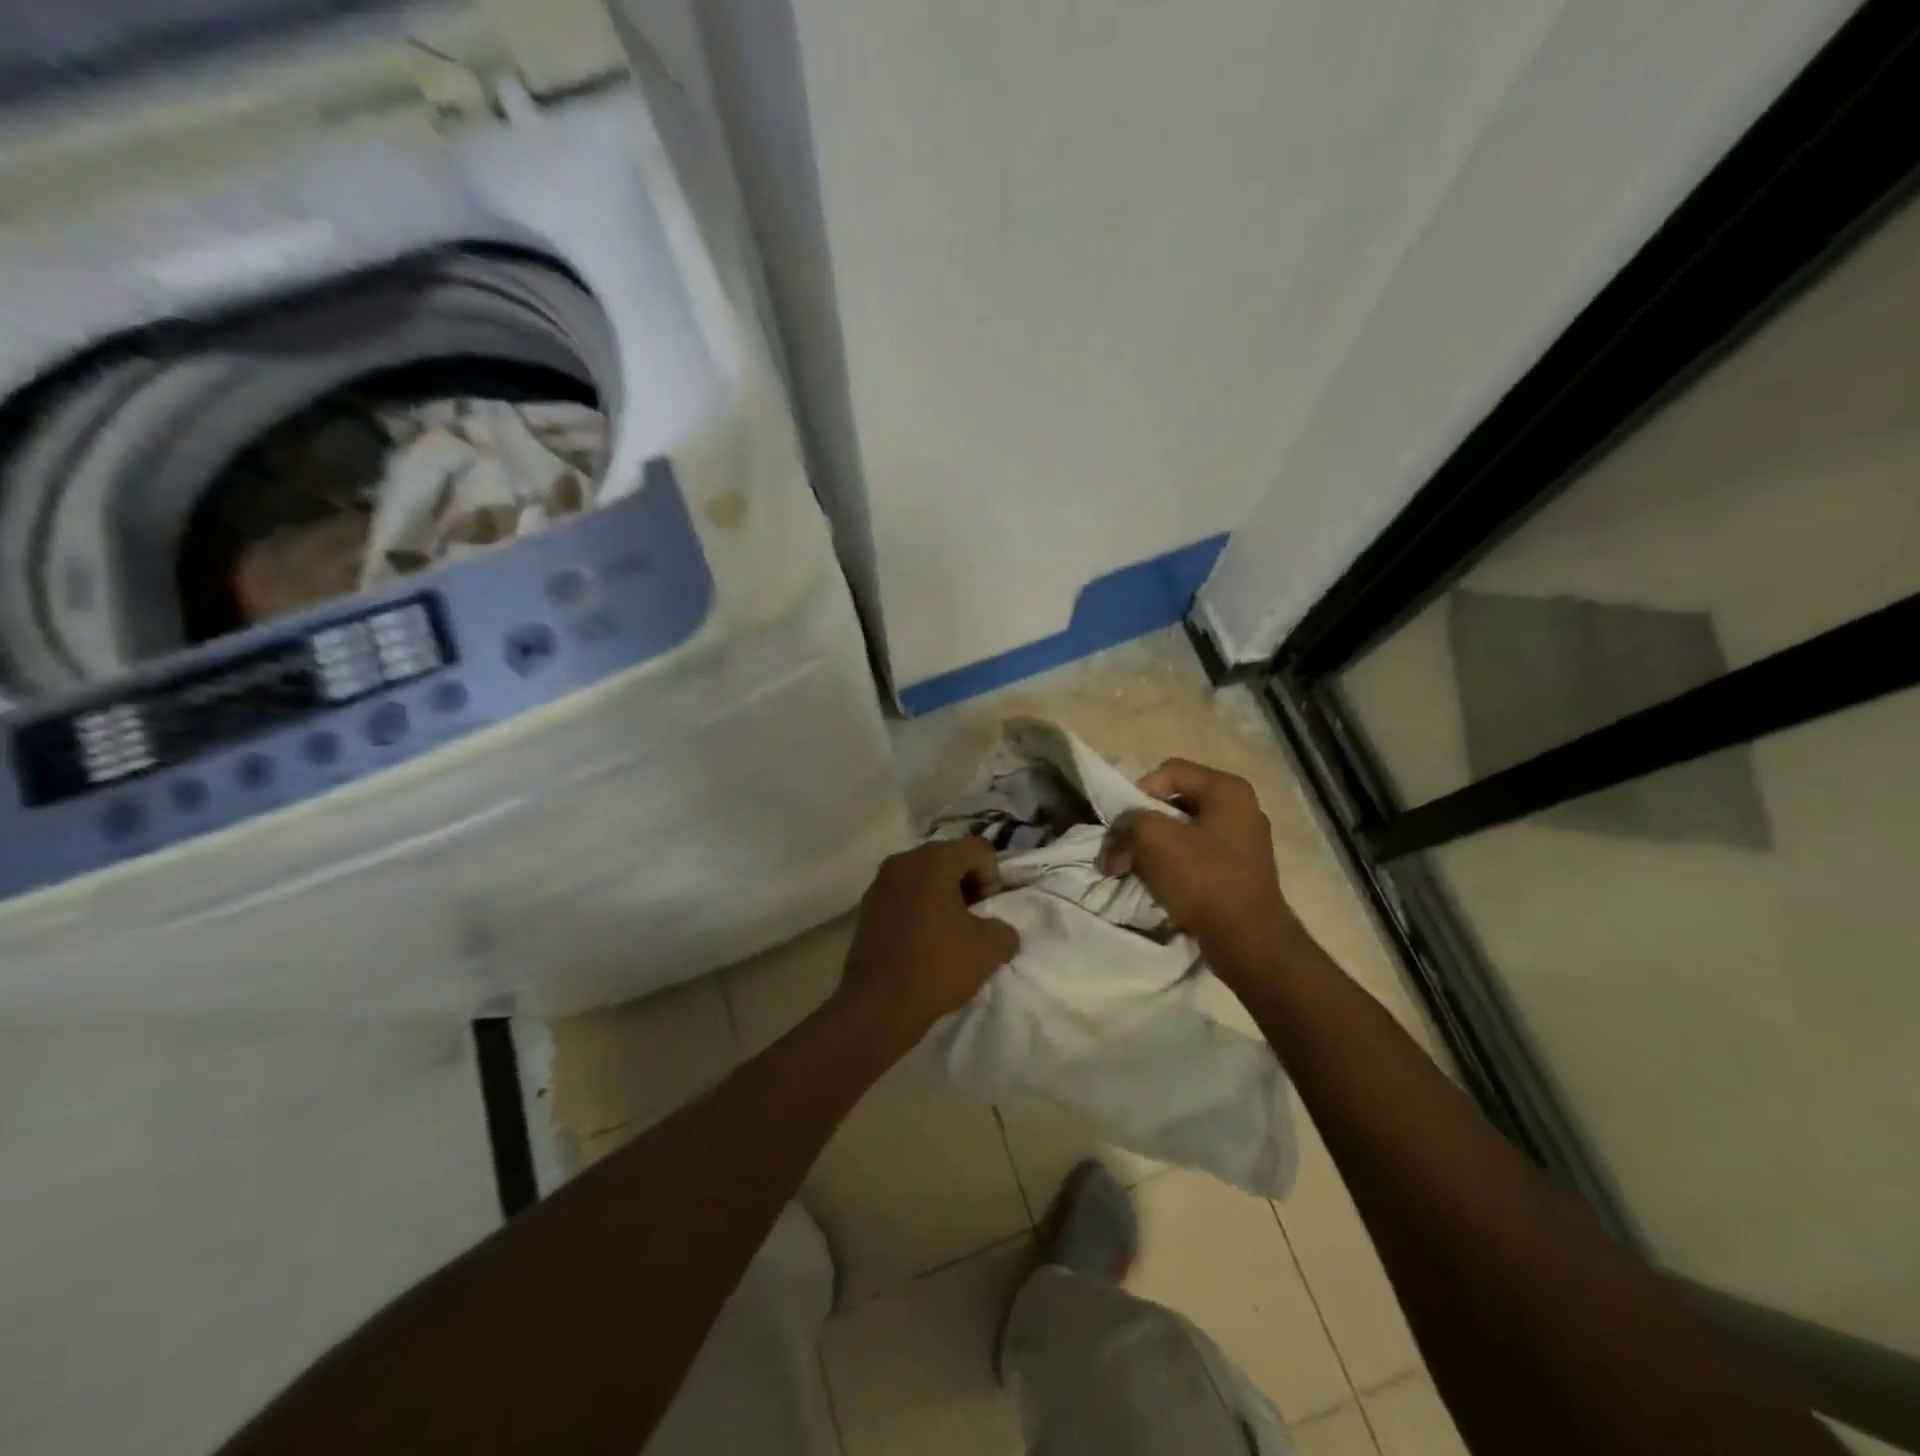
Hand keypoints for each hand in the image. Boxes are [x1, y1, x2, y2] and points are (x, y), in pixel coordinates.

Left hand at [835, 839, 1020, 1050]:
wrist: (877, 1006)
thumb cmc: (936, 967)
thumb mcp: (989, 949)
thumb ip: (1005, 930)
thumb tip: (998, 930)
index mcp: (933, 859)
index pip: (979, 849)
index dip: (993, 878)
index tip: (987, 912)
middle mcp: (903, 860)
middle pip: (949, 859)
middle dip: (967, 885)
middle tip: (973, 921)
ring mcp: (880, 883)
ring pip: (925, 878)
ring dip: (943, 898)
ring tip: (949, 934)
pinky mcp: (867, 906)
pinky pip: (904, 895)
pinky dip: (920, 909)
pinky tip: (924, 942)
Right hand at [1100, 759, 1298, 974]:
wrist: (1248, 942)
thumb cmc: (1204, 880)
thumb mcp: (1154, 840)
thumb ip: (1129, 823)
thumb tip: (1118, 838)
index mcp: (1227, 790)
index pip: (1169, 771)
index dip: (1138, 792)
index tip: (1125, 824)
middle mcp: (1240, 808)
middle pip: (1175, 802)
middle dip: (1143, 825)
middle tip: (1123, 849)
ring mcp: (1243, 841)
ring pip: (1183, 831)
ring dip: (1154, 848)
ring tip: (1135, 870)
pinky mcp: (1239, 871)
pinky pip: (1196, 856)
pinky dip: (1173, 866)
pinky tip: (1159, 885)